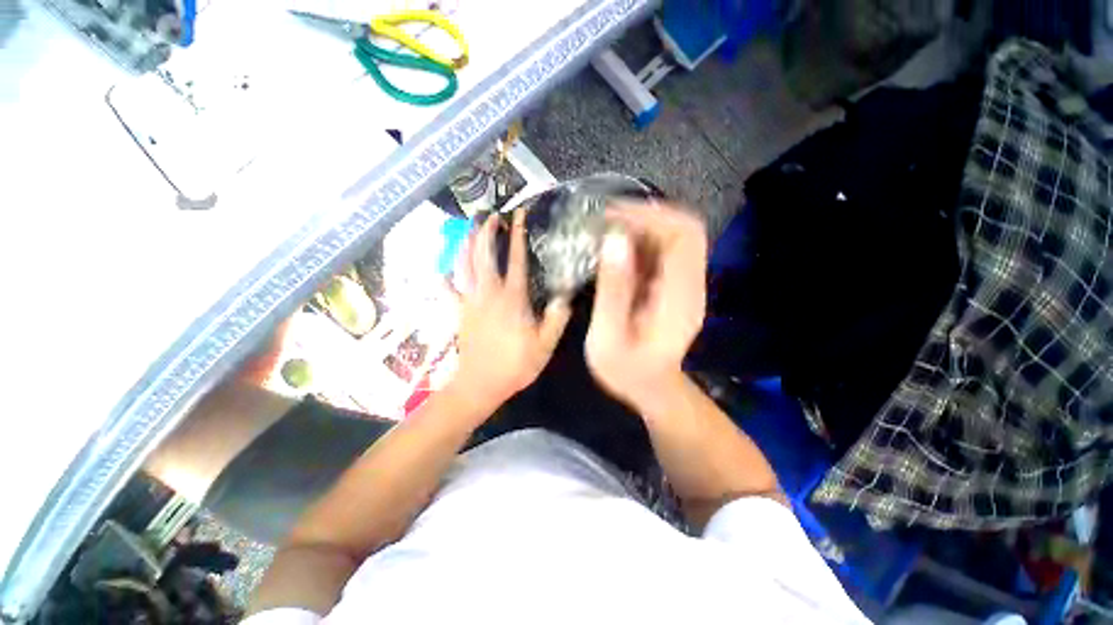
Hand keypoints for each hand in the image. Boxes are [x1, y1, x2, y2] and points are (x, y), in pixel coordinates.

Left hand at [451, 209, 570, 408]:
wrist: (481, 384)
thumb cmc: (515, 365)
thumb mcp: (545, 345)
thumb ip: (556, 319)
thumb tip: (564, 298)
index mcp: (512, 298)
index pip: (516, 258)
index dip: (518, 234)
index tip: (518, 215)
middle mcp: (488, 293)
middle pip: (482, 254)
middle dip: (485, 231)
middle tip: (490, 216)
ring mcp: (470, 301)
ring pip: (462, 266)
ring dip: (464, 245)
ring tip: (467, 229)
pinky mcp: (459, 312)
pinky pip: (448, 291)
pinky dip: (445, 279)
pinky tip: (443, 271)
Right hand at [586, 202, 706, 410]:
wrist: (649, 388)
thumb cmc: (625, 371)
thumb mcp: (607, 337)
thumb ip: (612, 291)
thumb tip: (613, 240)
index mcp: (680, 299)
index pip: (683, 237)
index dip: (652, 216)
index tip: (613, 214)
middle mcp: (691, 285)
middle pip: (685, 229)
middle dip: (647, 215)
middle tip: (607, 218)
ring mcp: (687, 285)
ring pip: (675, 237)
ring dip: (642, 226)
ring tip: (607, 229)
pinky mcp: (676, 286)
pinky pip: (664, 251)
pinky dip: (641, 241)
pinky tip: (617, 247)